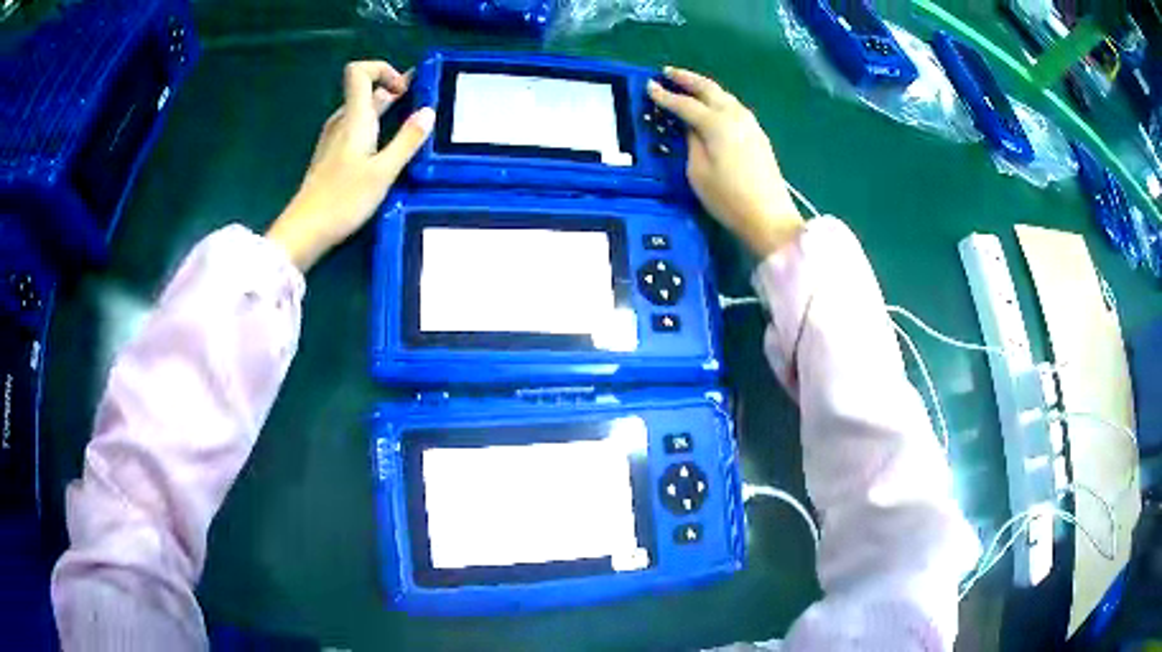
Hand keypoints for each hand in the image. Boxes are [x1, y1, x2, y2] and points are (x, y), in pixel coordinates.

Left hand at [267, 61, 435, 270]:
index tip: (405, 89)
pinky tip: (387, 145)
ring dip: (385, 108)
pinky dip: (375, 126)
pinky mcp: (331, 157)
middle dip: (392, 88)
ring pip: (361, 111)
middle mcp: (341, 122)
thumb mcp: (383, 172)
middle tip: (421, 98)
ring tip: (410, 119)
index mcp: (354, 118)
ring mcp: (333, 139)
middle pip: (364, 90)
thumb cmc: (343, 200)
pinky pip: (355, 128)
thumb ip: (407, 140)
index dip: (382, 69)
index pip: (359, 71)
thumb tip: (429, 111)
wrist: (304, 231)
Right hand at [648, 67, 802, 257]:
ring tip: (687, 85)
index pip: (685, 104)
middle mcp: (735, 116)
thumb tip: (690, 127)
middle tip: (667, 72)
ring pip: (724, 95)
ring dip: (704, 87)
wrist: (769, 216)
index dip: (665, 95)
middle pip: (709, 89)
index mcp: (717, 124)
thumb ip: (691, 142)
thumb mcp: (698, 172)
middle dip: (687, 79)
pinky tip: (711, 105)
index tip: (648, 85)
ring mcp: (750, 124)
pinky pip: (733, 107)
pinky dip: (718, 100)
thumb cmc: (728, 198)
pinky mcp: (758, 134)